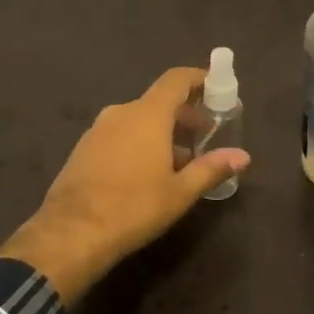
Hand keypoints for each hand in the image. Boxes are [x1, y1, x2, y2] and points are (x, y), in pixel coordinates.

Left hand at [0, 66, 250, 303]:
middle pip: (159, 101)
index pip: (176, 80)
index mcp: (147, 114)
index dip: (198, 78)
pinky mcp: (83, 149)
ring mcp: (98, 130)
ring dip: (161, 132)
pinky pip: (120, 135)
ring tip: (180, 161)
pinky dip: (139, 142)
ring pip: (138, 120)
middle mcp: (121, 113)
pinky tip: (147, 173)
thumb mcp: (180, 192)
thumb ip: (211, 169)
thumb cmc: (133, 207)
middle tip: (205, 137)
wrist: (70, 234)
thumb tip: (243, 156)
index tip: (216, 87)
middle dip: (185, 114)